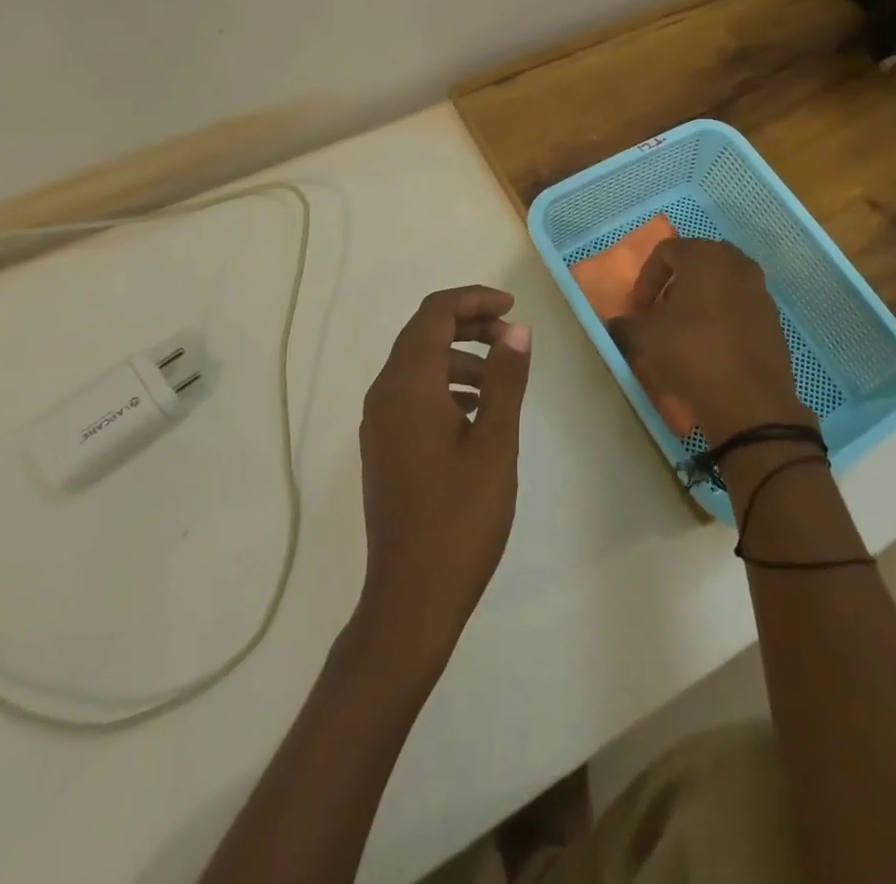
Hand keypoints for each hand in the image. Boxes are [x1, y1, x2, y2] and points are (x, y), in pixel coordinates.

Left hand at [356, 286, 531, 670]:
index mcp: (407, 385)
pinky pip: (413, 395)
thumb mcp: (494, 443)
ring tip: (502, 373)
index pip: (434, 314)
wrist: (411, 596)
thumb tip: (516, 330)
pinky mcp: (384, 446)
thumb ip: (504, 379)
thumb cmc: (459, 517)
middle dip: (468, 324)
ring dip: (459, 356)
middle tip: (512, 333)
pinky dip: (445, 385)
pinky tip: (478, 410)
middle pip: (423, 334)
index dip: (473, 299)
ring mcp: (379, 422)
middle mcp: (384, 394)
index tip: (513, 307)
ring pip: (418, 365)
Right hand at [608, 238, 813, 447]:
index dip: (645, 279)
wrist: (749, 399)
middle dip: (673, 285)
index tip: (638, 310)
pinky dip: (721, 316)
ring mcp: (760, 289)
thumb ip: (625, 324)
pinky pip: (738, 305)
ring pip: (720, 283)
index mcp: (704, 256)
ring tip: (683, 331)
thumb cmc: (691, 353)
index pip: (665, 251)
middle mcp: (736, 263)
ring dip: (698, 300)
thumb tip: (618, 324)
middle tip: (660, 313)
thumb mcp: (645, 338)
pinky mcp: (772, 317)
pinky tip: (710, 346)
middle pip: (696, 263)